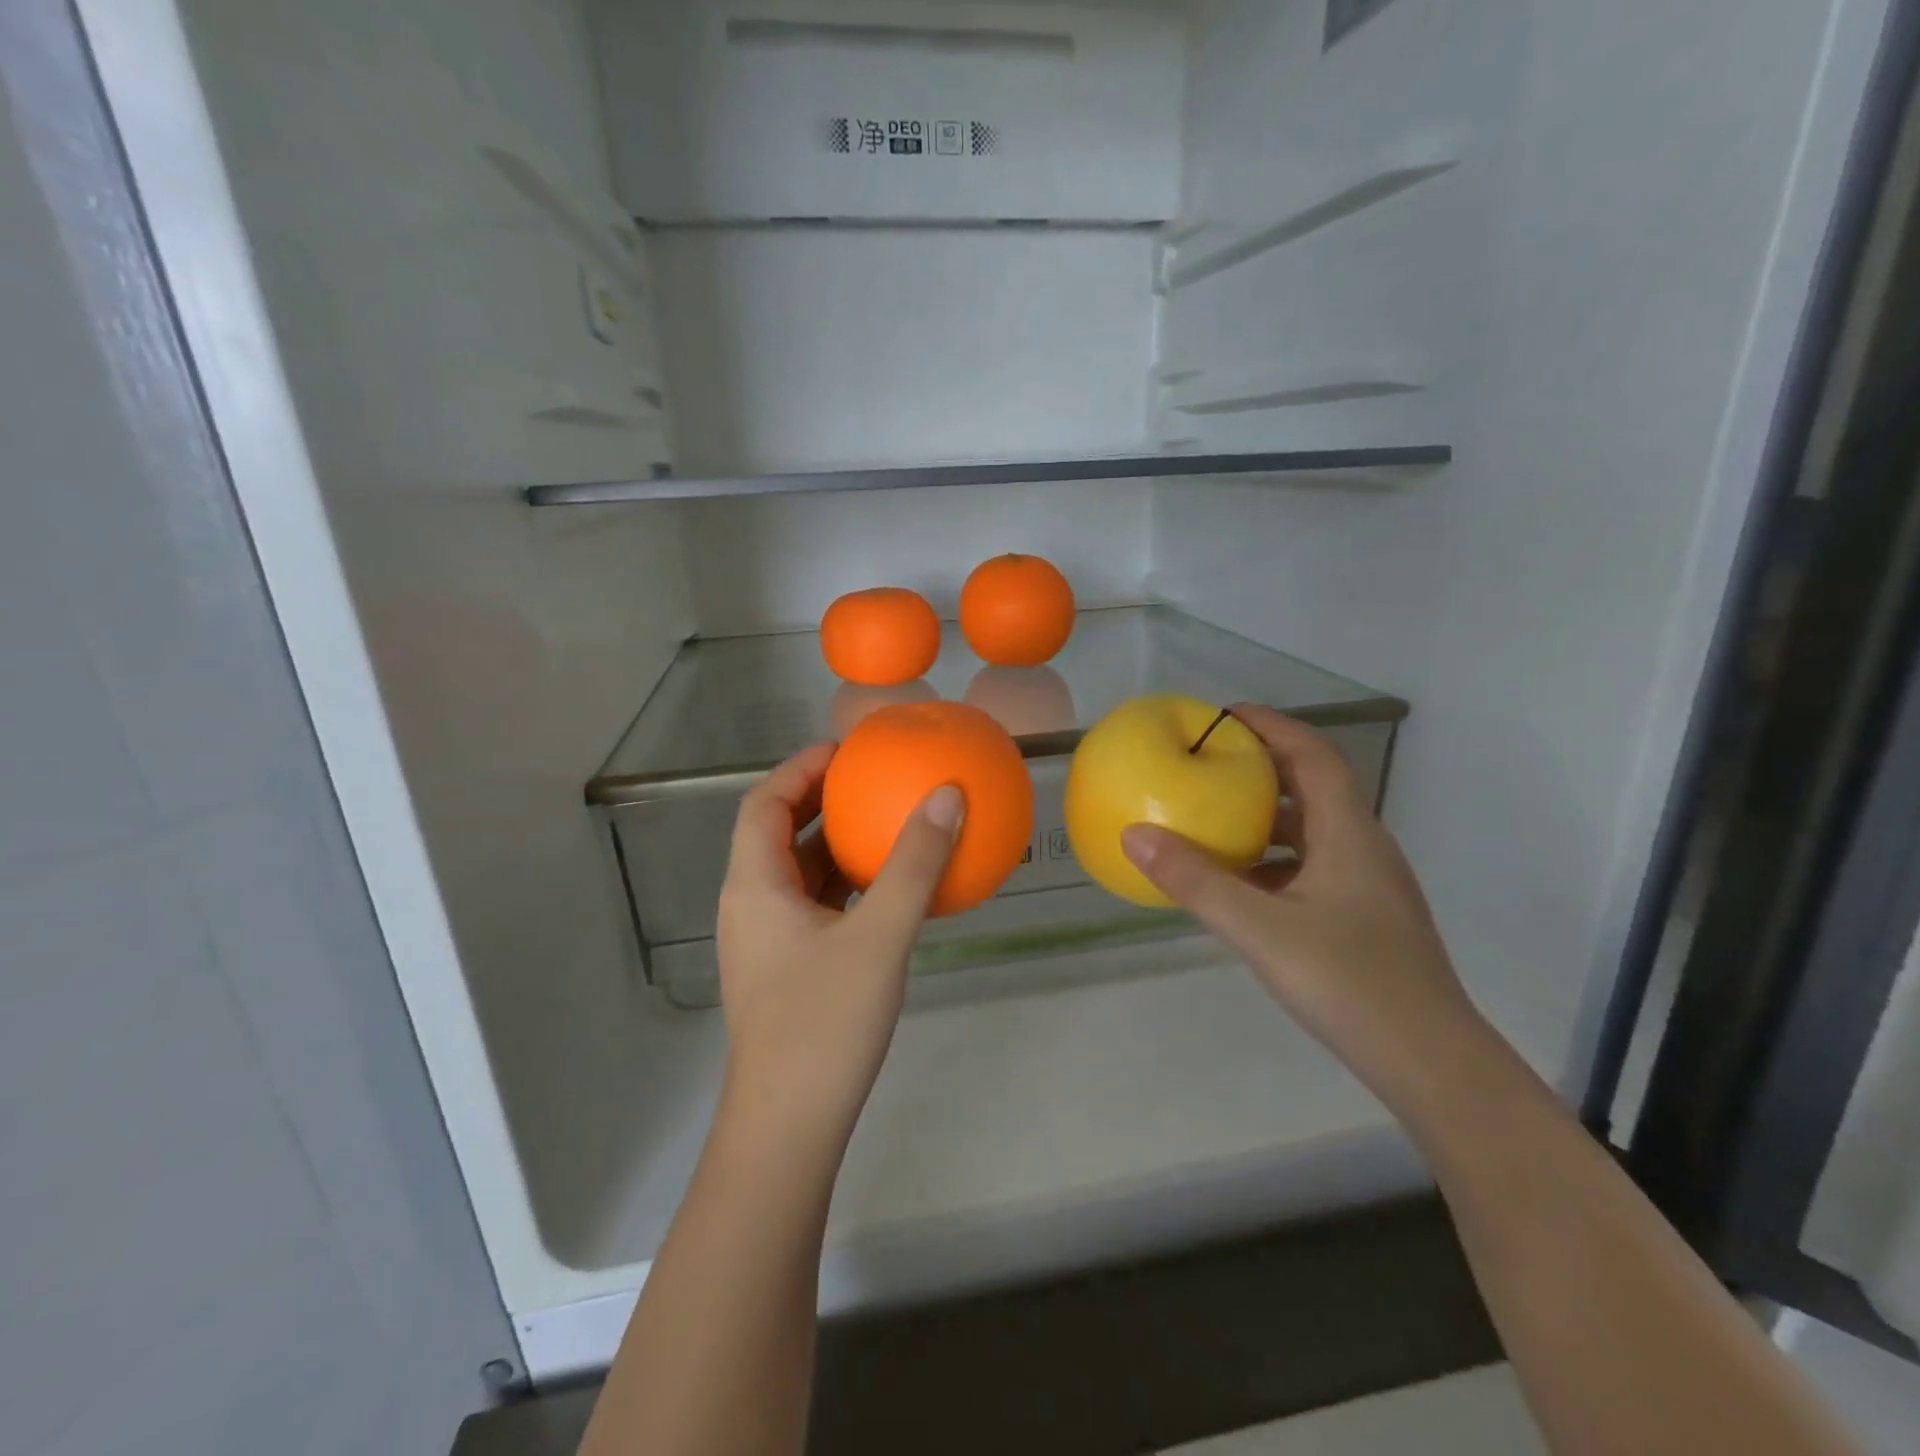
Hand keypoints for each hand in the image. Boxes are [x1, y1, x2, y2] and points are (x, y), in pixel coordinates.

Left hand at [716, 743, 962, 1149]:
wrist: (789, 1129)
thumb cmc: (824, 1024)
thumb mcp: (879, 936)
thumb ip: (914, 865)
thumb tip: (948, 796)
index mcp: (754, 886)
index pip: (763, 802)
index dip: (801, 768)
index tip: (848, 752)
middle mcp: (751, 905)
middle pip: (776, 833)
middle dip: (822, 801)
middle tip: (873, 780)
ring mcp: (767, 941)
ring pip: (797, 873)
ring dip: (836, 844)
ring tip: (886, 823)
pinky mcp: (787, 969)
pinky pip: (815, 906)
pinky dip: (846, 885)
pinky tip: (888, 890)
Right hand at [1120, 705, 1481, 1103]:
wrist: (1431, 1063)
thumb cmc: (1349, 982)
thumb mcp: (1260, 929)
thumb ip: (1196, 881)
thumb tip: (1135, 834)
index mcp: (1349, 834)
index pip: (1313, 757)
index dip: (1273, 728)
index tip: (1227, 715)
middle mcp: (1364, 849)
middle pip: (1313, 789)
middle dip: (1262, 770)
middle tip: (1209, 766)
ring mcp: (1368, 887)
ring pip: (1312, 833)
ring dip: (1266, 820)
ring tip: (1213, 822)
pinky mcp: (1364, 920)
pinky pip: (1312, 869)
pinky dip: (1273, 863)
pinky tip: (1240, 888)